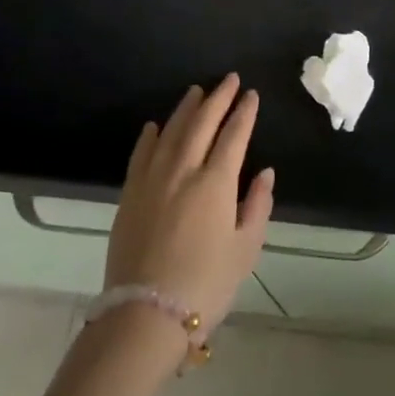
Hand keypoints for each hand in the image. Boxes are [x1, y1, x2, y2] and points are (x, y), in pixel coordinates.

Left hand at [104, 73, 274, 330]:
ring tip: (196, 92)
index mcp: (216, 183)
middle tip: (228, 79)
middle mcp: (183, 171)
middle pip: (202, 124)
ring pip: (170, 132)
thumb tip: (265, 173)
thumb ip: (257, 205)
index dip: (244, 112)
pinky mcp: (129, 195)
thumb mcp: (246, 249)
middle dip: (218, 98)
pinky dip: (149, 136)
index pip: (234, 135)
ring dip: (185, 109)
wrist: (145, 316)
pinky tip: (154, 126)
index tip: (251, 94)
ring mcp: (152, 181)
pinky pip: (140, 155)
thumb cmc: (205, 284)